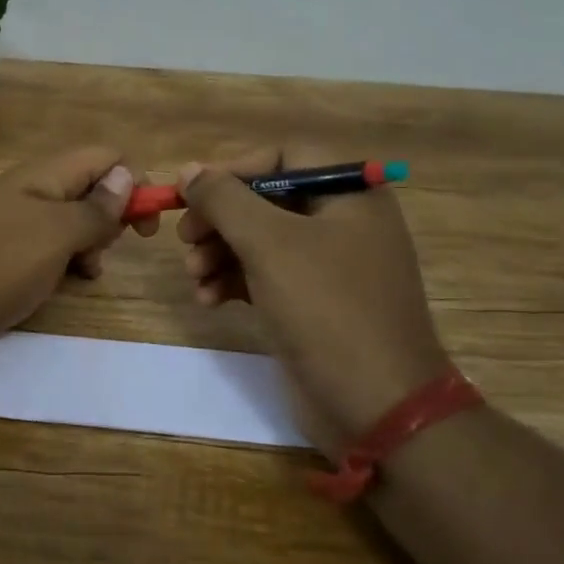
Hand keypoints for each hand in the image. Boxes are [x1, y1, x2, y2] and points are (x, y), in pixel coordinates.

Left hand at [0, 148, 144, 356]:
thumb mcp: (54, 237)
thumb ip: (94, 208)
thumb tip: (127, 174)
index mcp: (43, 175)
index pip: (105, 157)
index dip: (134, 182)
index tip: (146, 226)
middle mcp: (29, 189)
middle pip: (89, 187)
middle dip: (110, 218)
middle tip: (106, 252)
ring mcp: (11, 219)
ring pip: (70, 220)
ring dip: (88, 245)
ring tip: (83, 275)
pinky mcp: (0, 249)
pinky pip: (46, 245)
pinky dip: (62, 261)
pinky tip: (61, 284)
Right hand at [176, 144, 450, 455]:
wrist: (377, 406)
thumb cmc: (326, 309)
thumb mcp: (269, 244)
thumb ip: (224, 199)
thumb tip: (188, 170)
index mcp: (350, 195)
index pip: (286, 157)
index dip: (236, 169)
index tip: (196, 193)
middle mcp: (344, 223)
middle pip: (267, 200)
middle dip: (221, 219)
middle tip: (185, 239)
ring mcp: (330, 267)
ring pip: (261, 241)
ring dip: (220, 254)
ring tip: (193, 276)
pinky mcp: (314, 304)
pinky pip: (266, 276)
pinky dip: (234, 282)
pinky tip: (208, 300)